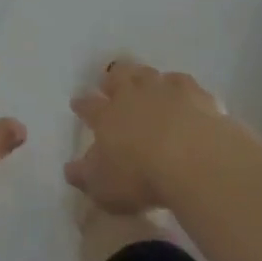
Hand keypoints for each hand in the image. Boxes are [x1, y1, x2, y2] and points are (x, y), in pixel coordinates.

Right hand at [65, 60, 226, 214]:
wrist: (191, 159)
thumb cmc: (141, 177)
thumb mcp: (104, 187)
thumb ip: (85, 176)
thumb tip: (69, 169)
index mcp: (106, 116)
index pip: (88, 106)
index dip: (82, 104)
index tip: (77, 103)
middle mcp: (131, 94)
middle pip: (117, 77)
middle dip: (111, 79)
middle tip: (110, 84)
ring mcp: (163, 89)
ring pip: (146, 73)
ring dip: (142, 77)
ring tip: (143, 83)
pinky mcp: (192, 92)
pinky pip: (180, 81)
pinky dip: (177, 86)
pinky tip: (181, 93)